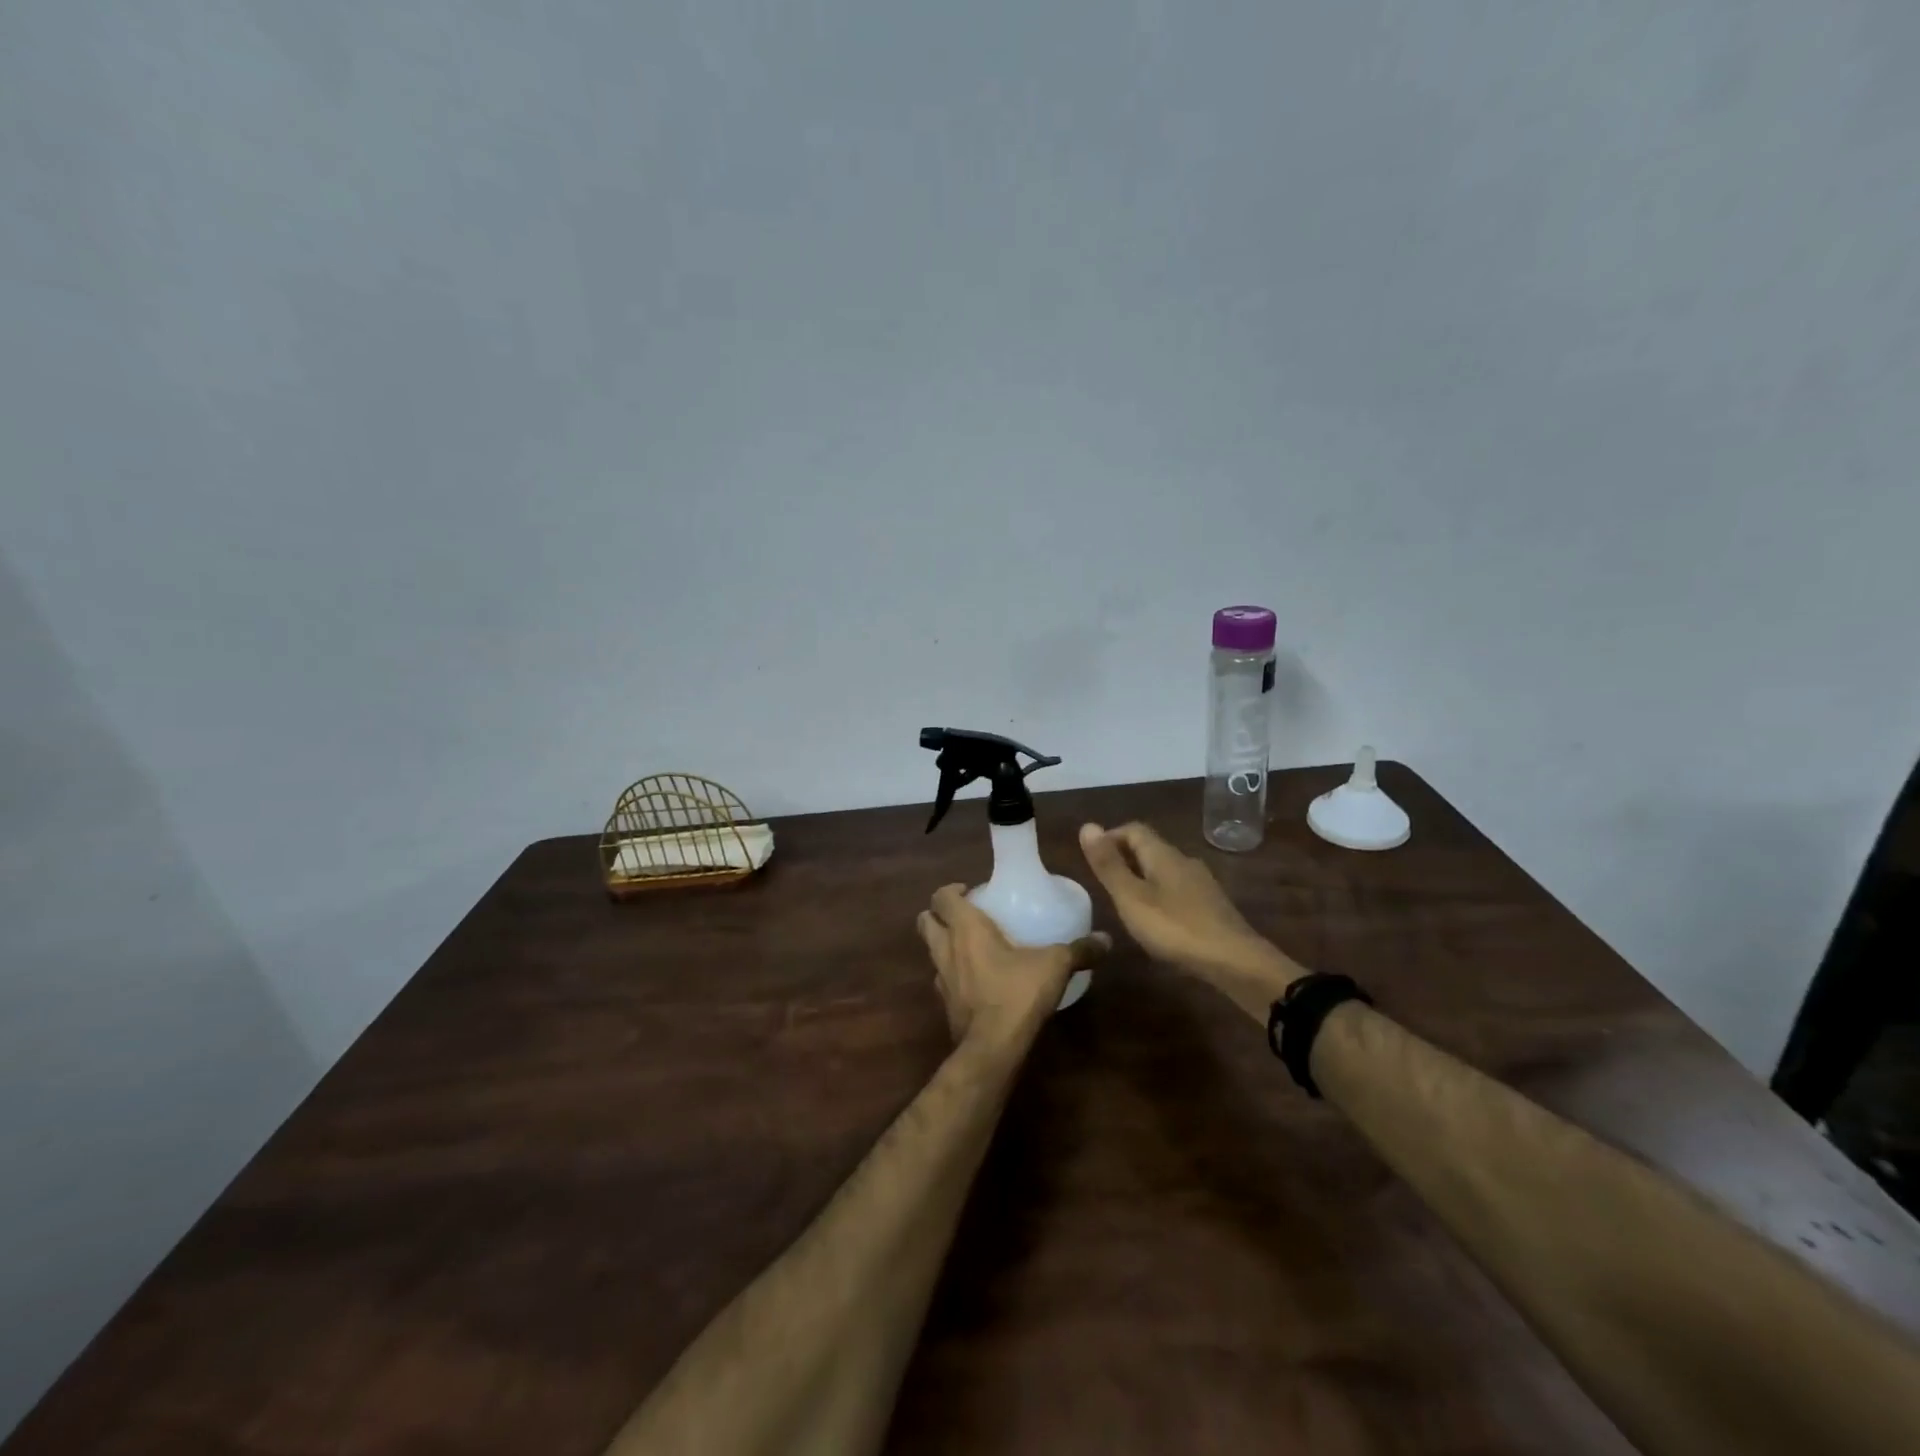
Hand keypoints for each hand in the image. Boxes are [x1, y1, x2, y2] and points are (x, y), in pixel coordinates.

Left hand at [917, 885, 1110, 1046]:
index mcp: (965, 928)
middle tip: (965, 915)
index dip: (950, 890)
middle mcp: (946, 949)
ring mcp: (942, 978)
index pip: (942, 897)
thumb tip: (1106, 939)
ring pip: (931, 951)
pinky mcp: (945, 1004)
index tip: (970, 890)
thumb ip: (1079, 950)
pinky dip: (953, 974)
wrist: (992, 1047)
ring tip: (970, 946)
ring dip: (943, 944)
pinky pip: (943, 980)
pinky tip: (976, 980)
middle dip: (938, 915)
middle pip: (925, 921)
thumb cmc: (1017, 993)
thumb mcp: (1054, 966)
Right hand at [1078, 822, 1301, 1019]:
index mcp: (1163, 854)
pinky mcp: (1212, 906)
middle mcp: (1184, 861)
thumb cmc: (1176, 928)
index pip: (1133, 829)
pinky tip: (1155, 919)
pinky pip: (1178, 889)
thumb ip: (1109, 865)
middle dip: (1124, 857)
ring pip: (1164, 869)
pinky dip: (1159, 894)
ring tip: (1124, 901)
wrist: (1236, 962)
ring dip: (1142, 877)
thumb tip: (1087, 825)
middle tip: (1103, 881)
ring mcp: (1202, 884)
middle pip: (1150, 847)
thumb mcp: (1131, 898)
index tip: (1092, 858)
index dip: (1110, 837)